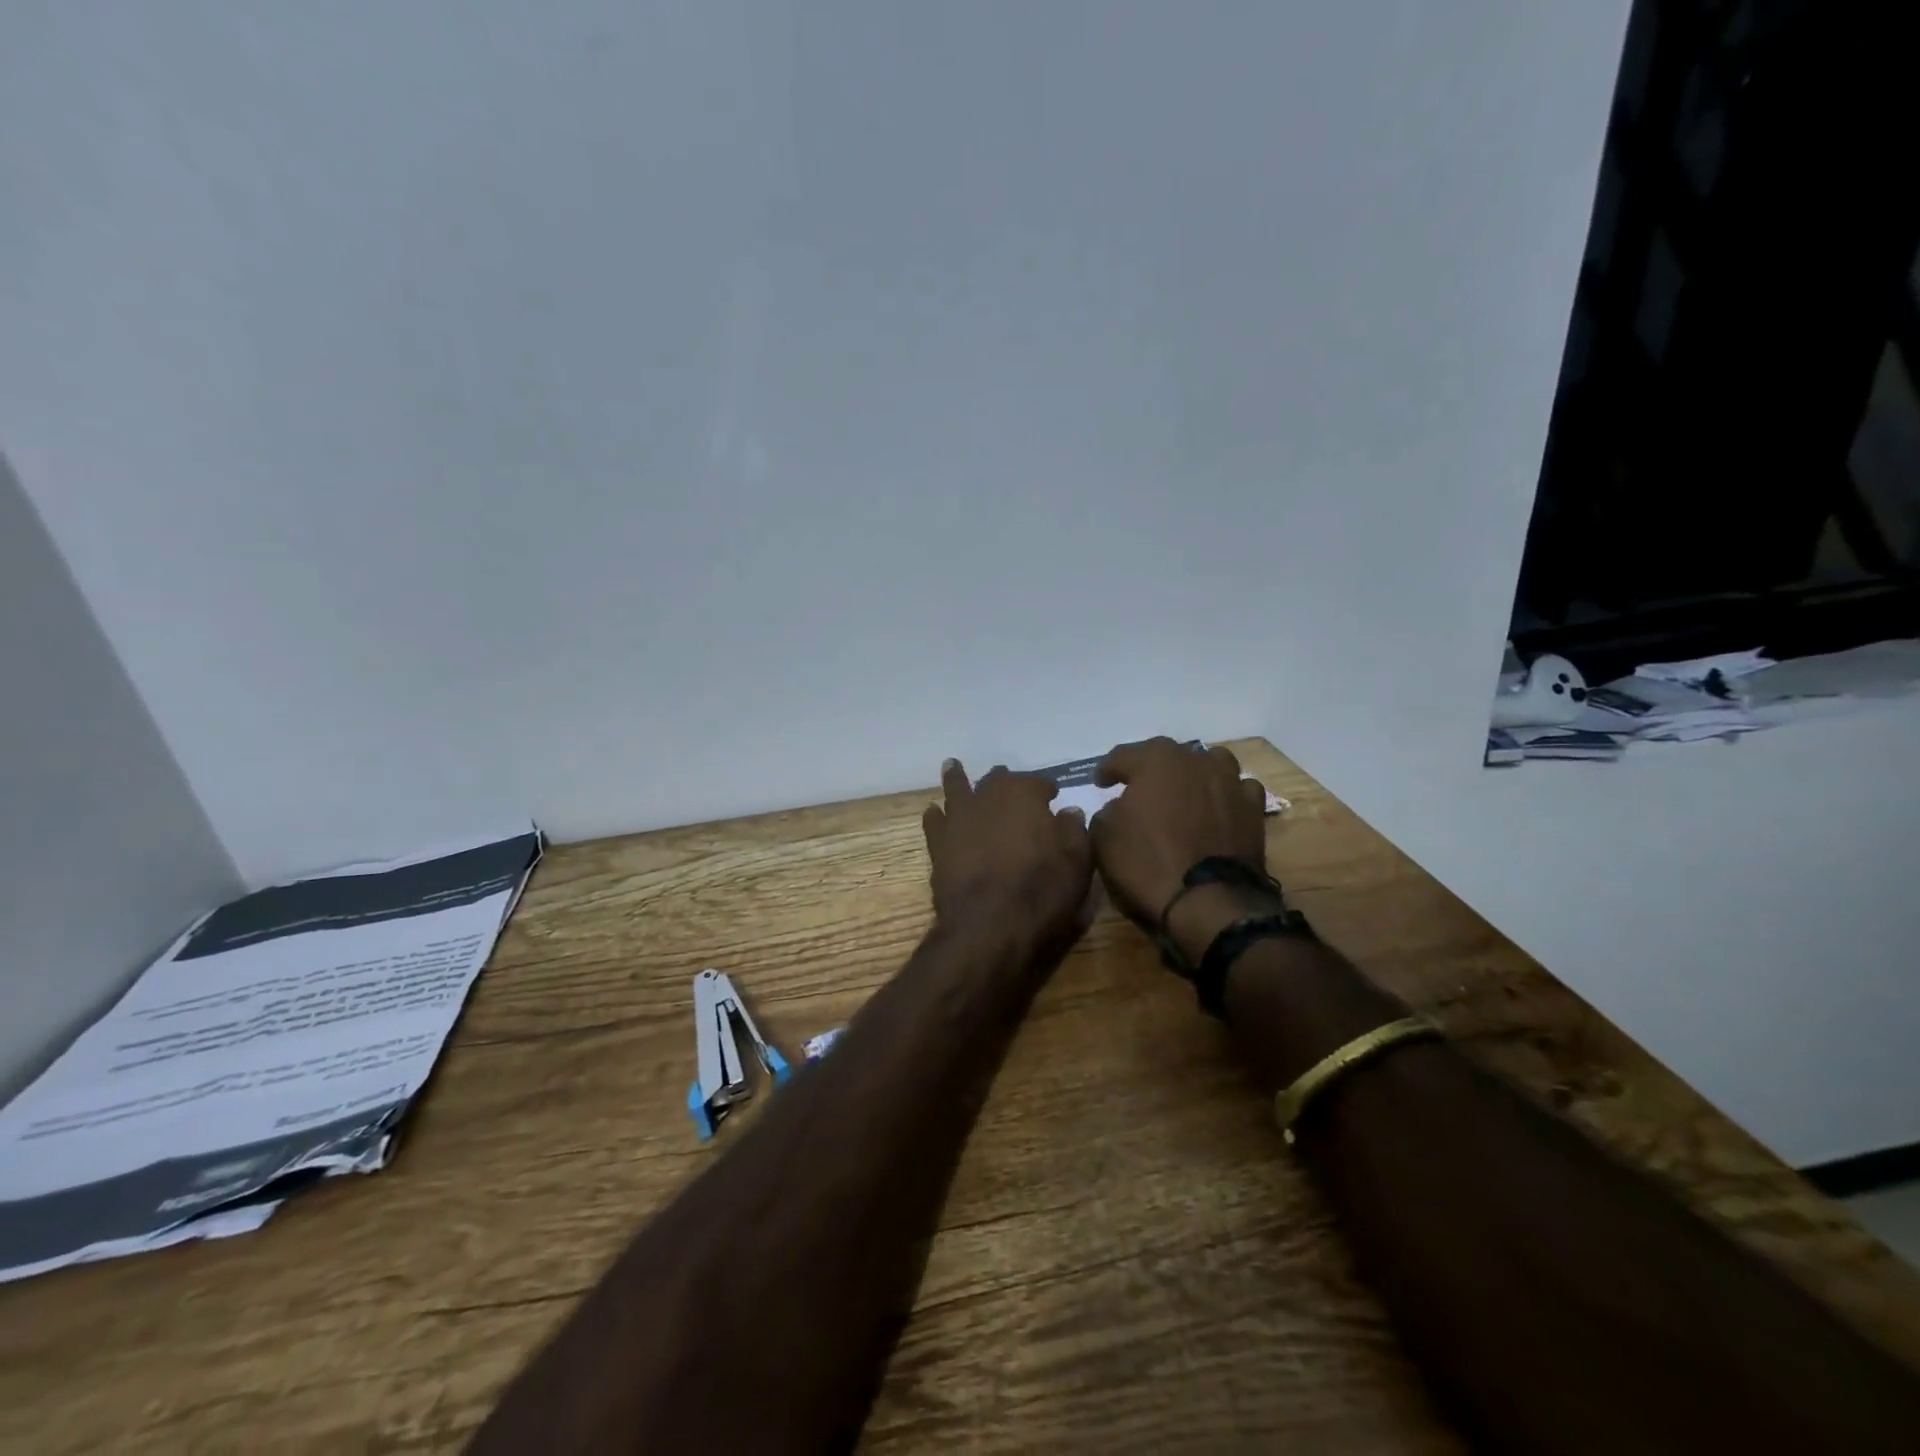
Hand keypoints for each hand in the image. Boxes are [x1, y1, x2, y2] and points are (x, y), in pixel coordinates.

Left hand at [921, 759, 1093, 946]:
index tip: (1052, 797)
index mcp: (1024, 794)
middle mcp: (988, 796)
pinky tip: (934, 811)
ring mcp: (958, 818)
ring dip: (958, 778)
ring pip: (957, 788)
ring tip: (954, 767)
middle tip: (1010, 786)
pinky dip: (935, 815)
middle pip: (996, 780)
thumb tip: (1069, 811)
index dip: (1046, 790)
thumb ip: (1074, 829)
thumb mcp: (1077, 861)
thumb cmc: (1041, 890)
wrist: (990, 925)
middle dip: (1005, 781)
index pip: (1038, 783)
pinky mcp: (938, 844)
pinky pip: (934, 821)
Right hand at [1089, 737, 1269, 928]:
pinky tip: (1217, 808)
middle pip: (1167, 755)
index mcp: (1155, 760)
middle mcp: (1195, 760)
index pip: (1122, 756)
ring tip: (1183, 791)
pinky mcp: (1253, 808)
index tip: (1100, 783)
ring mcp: (1229, 781)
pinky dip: (1225, 795)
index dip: (1107, 769)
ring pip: (1209, 763)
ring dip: (1193, 773)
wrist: (1208, 900)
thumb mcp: (1104, 838)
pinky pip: (1237, 790)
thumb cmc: (1147, 863)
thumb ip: (1107, 812)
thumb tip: (1119, 808)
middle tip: (1137, 787)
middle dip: (1149, 768)